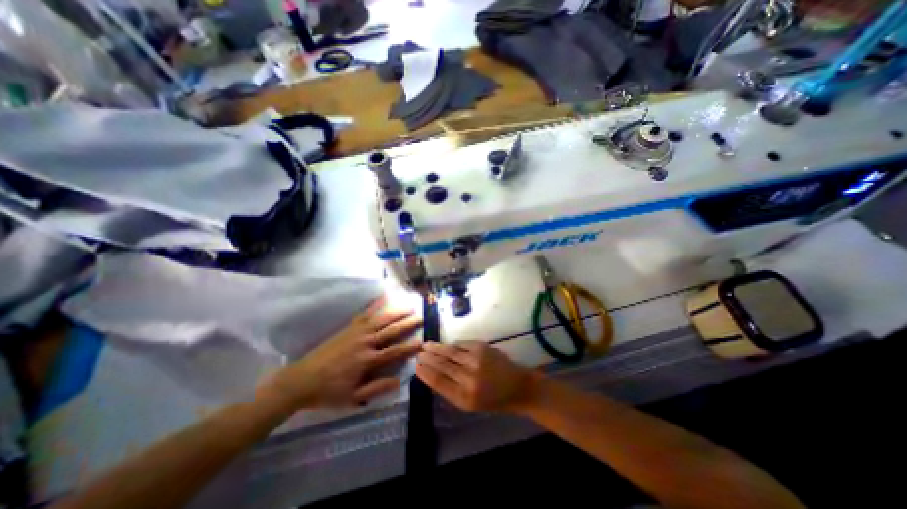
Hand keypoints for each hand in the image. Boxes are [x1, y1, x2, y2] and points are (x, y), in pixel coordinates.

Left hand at [258, 298, 420, 409]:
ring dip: (396, 312)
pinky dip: (376, 305)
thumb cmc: (329, 391)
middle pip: (391, 331)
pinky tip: (384, 298)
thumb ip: (376, 388)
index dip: (409, 347)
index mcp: (368, 360)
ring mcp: (357, 332)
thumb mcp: (353, 397)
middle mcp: (365, 343)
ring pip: (381, 319)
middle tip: (420, 316)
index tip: (422, 342)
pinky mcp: (349, 328)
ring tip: (409, 305)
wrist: (301, 379)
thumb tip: (399, 381)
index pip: (394, 352)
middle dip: (407, 324)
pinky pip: (365, 313)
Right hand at [415, 340, 535, 410]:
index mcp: (464, 397)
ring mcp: (476, 360)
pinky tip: (445, 344)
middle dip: (428, 358)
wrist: (517, 385)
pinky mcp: (482, 347)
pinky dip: (451, 344)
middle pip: (442, 364)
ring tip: (426, 345)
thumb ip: (451, 390)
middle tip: (418, 353)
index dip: (425, 372)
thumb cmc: (493, 399)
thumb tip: (432, 374)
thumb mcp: (470, 404)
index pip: (438, 381)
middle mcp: (469, 377)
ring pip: (450, 352)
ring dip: (436, 348)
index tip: (416, 366)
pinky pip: (461, 344)